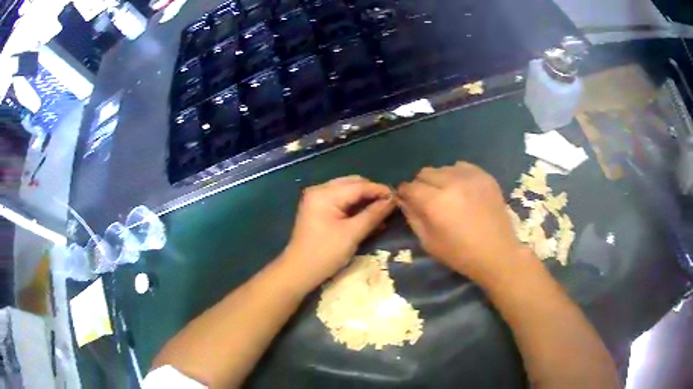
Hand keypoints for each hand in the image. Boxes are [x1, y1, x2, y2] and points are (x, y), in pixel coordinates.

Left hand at [282, 176, 395, 286]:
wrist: (299, 271)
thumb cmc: (325, 253)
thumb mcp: (352, 234)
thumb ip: (373, 214)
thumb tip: (393, 200)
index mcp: (324, 194)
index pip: (358, 186)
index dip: (379, 190)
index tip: (398, 197)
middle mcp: (319, 190)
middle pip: (352, 184)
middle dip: (372, 193)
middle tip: (390, 205)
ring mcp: (317, 199)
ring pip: (347, 191)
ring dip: (364, 200)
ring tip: (382, 212)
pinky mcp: (318, 208)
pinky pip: (341, 201)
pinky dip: (354, 206)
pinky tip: (368, 216)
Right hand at [397, 162, 522, 279]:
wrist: (497, 253)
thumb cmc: (460, 254)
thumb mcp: (429, 242)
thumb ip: (413, 217)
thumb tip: (404, 200)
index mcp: (435, 202)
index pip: (410, 186)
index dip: (405, 193)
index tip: (407, 201)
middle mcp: (451, 182)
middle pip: (425, 172)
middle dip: (421, 185)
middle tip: (428, 200)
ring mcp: (470, 177)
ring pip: (443, 168)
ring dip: (440, 179)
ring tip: (448, 195)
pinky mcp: (485, 176)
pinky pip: (462, 166)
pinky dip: (457, 175)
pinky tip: (462, 190)